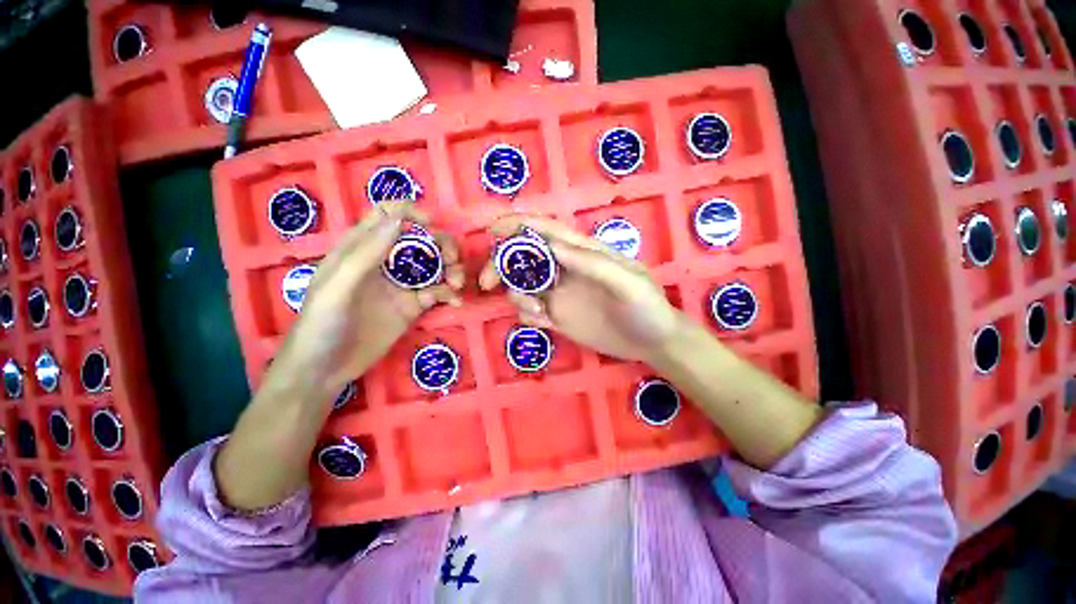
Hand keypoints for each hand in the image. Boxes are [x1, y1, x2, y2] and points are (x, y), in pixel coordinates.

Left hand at [270, 202, 463, 400]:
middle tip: (452, 260)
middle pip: (419, 240)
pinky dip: (449, 293)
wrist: (325, 370)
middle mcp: (384, 262)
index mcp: (360, 248)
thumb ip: (365, 253)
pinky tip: (455, 301)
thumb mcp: (337, 287)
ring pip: (433, 265)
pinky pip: (437, 291)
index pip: (386, 215)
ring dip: (451, 269)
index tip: (431, 225)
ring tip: (457, 284)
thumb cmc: (321, 324)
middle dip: (441, 244)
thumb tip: (398, 220)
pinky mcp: (413, 306)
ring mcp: (401, 284)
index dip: (410, 212)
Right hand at [479, 215, 679, 363]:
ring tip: (537, 311)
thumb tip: (553, 246)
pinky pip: (530, 311)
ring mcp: (560, 295)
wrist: (652, 342)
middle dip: (501, 265)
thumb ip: (592, 264)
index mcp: (582, 253)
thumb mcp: (627, 282)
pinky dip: (526, 314)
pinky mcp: (558, 317)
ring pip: (522, 286)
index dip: (517, 225)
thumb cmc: (646, 306)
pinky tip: (543, 322)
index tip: (490, 231)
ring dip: (517, 295)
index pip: (545, 230)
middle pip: (523, 258)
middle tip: (486, 282)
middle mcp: (565, 270)